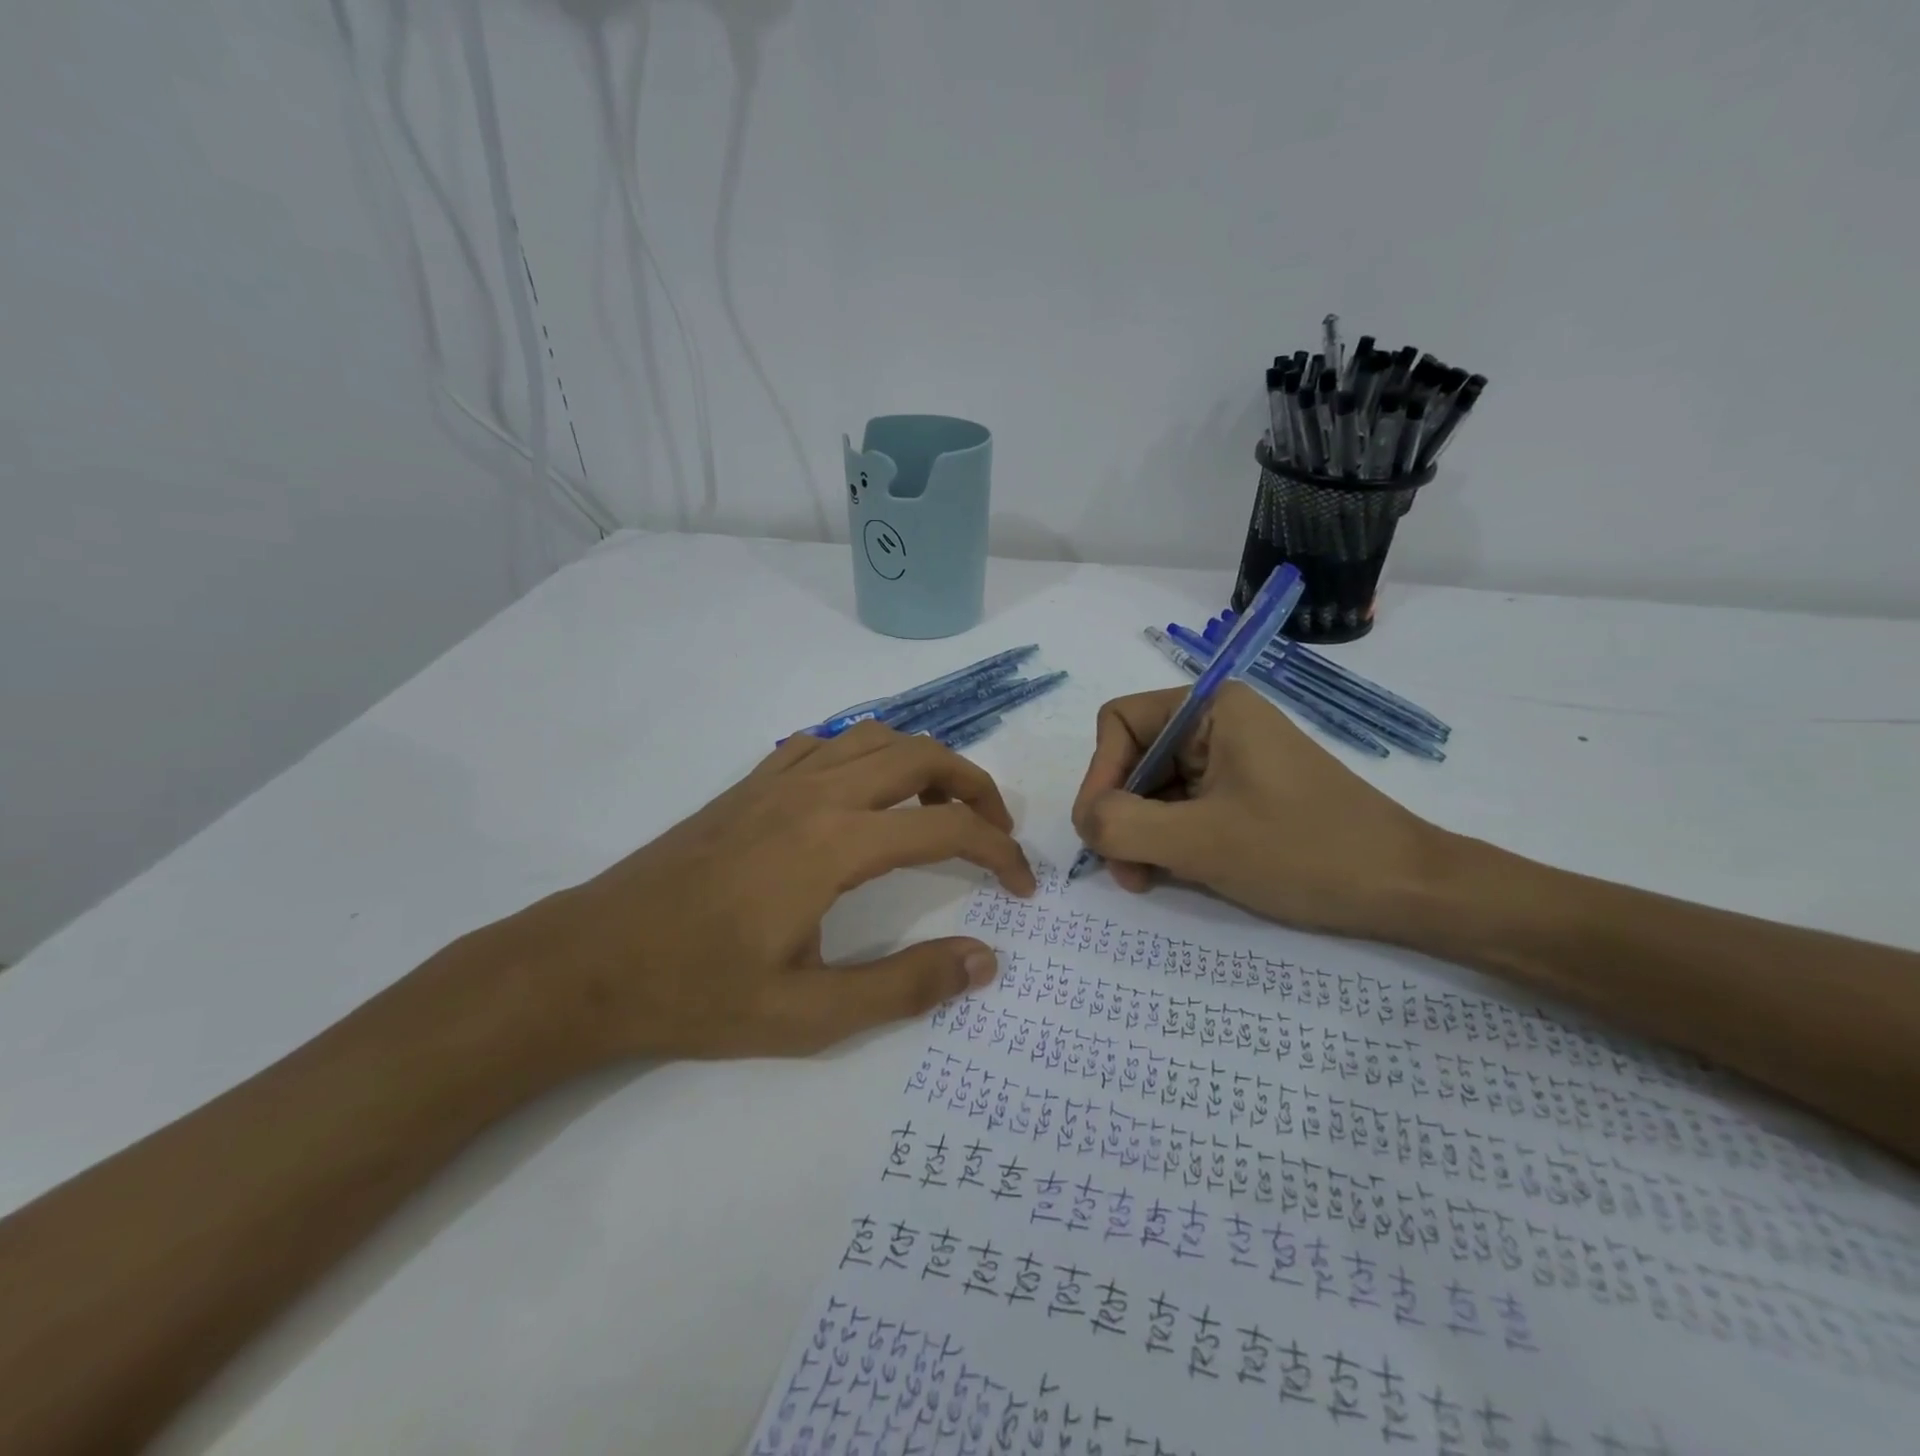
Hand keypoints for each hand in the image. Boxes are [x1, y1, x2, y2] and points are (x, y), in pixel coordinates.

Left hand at [502, 722, 1034, 1062]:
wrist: (589, 962)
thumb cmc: (698, 993)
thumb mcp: (809, 1015)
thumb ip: (905, 986)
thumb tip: (985, 960)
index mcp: (836, 844)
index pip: (948, 829)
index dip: (999, 852)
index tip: (1022, 887)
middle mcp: (816, 793)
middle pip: (922, 755)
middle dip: (975, 786)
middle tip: (994, 832)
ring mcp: (778, 780)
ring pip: (875, 737)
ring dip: (923, 762)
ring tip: (938, 811)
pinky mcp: (749, 784)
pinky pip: (826, 743)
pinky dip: (865, 755)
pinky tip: (861, 797)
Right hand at [1070, 682, 1446, 940]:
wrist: (1407, 889)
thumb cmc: (1305, 852)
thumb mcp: (1201, 841)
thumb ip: (1122, 825)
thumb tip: (1085, 821)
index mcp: (1211, 708)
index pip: (1118, 723)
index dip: (1099, 775)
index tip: (1102, 832)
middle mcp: (1217, 723)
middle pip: (1132, 758)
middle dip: (1120, 813)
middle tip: (1125, 872)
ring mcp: (1231, 759)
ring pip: (1154, 789)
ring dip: (1140, 834)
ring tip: (1147, 879)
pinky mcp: (1243, 793)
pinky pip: (1182, 807)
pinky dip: (1167, 840)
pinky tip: (1173, 874)